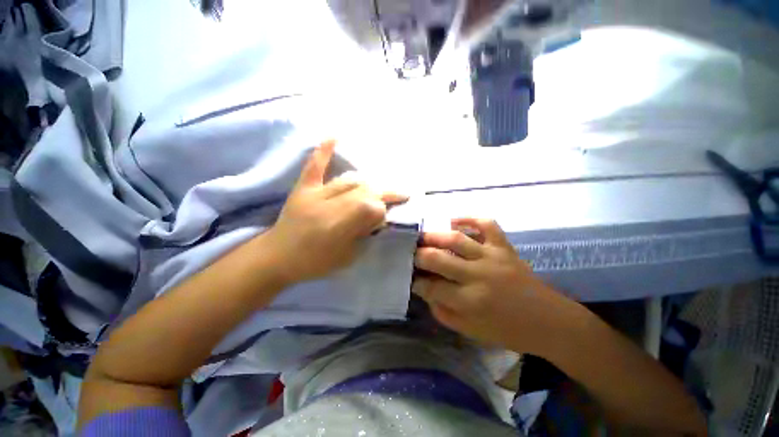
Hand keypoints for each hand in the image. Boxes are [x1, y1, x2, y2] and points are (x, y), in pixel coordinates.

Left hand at [263, 140, 407, 284]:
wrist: (276, 258)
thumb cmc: (314, 263)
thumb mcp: (347, 257)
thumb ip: (365, 235)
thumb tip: (379, 217)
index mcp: (338, 227)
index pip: (371, 207)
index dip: (382, 211)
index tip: (386, 218)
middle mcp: (328, 205)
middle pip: (363, 191)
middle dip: (381, 195)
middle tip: (395, 197)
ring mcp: (314, 194)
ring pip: (348, 180)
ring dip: (366, 184)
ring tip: (377, 189)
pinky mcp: (302, 188)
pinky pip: (314, 167)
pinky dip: (323, 151)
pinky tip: (334, 136)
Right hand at [413, 218, 571, 353]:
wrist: (547, 321)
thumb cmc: (507, 330)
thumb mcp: (470, 331)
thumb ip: (443, 311)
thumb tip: (425, 290)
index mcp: (469, 301)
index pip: (431, 286)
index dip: (415, 281)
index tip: (409, 277)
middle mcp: (477, 275)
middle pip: (437, 258)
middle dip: (417, 255)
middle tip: (410, 254)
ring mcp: (492, 256)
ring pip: (456, 239)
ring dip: (434, 236)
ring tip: (422, 237)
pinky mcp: (504, 247)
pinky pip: (487, 224)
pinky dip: (469, 218)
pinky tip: (454, 221)